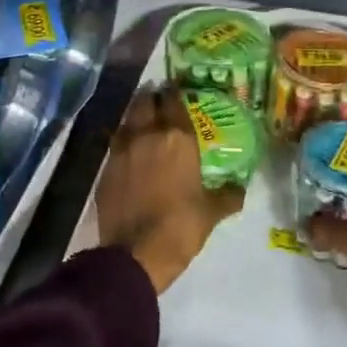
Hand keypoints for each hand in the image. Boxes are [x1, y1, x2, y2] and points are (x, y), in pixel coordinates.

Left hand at [97, 88, 244, 294]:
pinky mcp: (105, 168)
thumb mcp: (211, 212)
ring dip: (135, 116)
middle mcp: (146, 135)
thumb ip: (228, 195)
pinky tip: (130, 150)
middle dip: (152, 98)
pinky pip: (115, 144)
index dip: (175, 94)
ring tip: (144, 121)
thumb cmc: (180, 227)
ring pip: (127, 120)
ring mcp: (121, 150)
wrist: (135, 253)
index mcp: (177, 138)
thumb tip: (240, 189)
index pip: (173, 101)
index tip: (178, 92)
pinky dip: (123, 141)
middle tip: (160, 101)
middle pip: (145, 102)